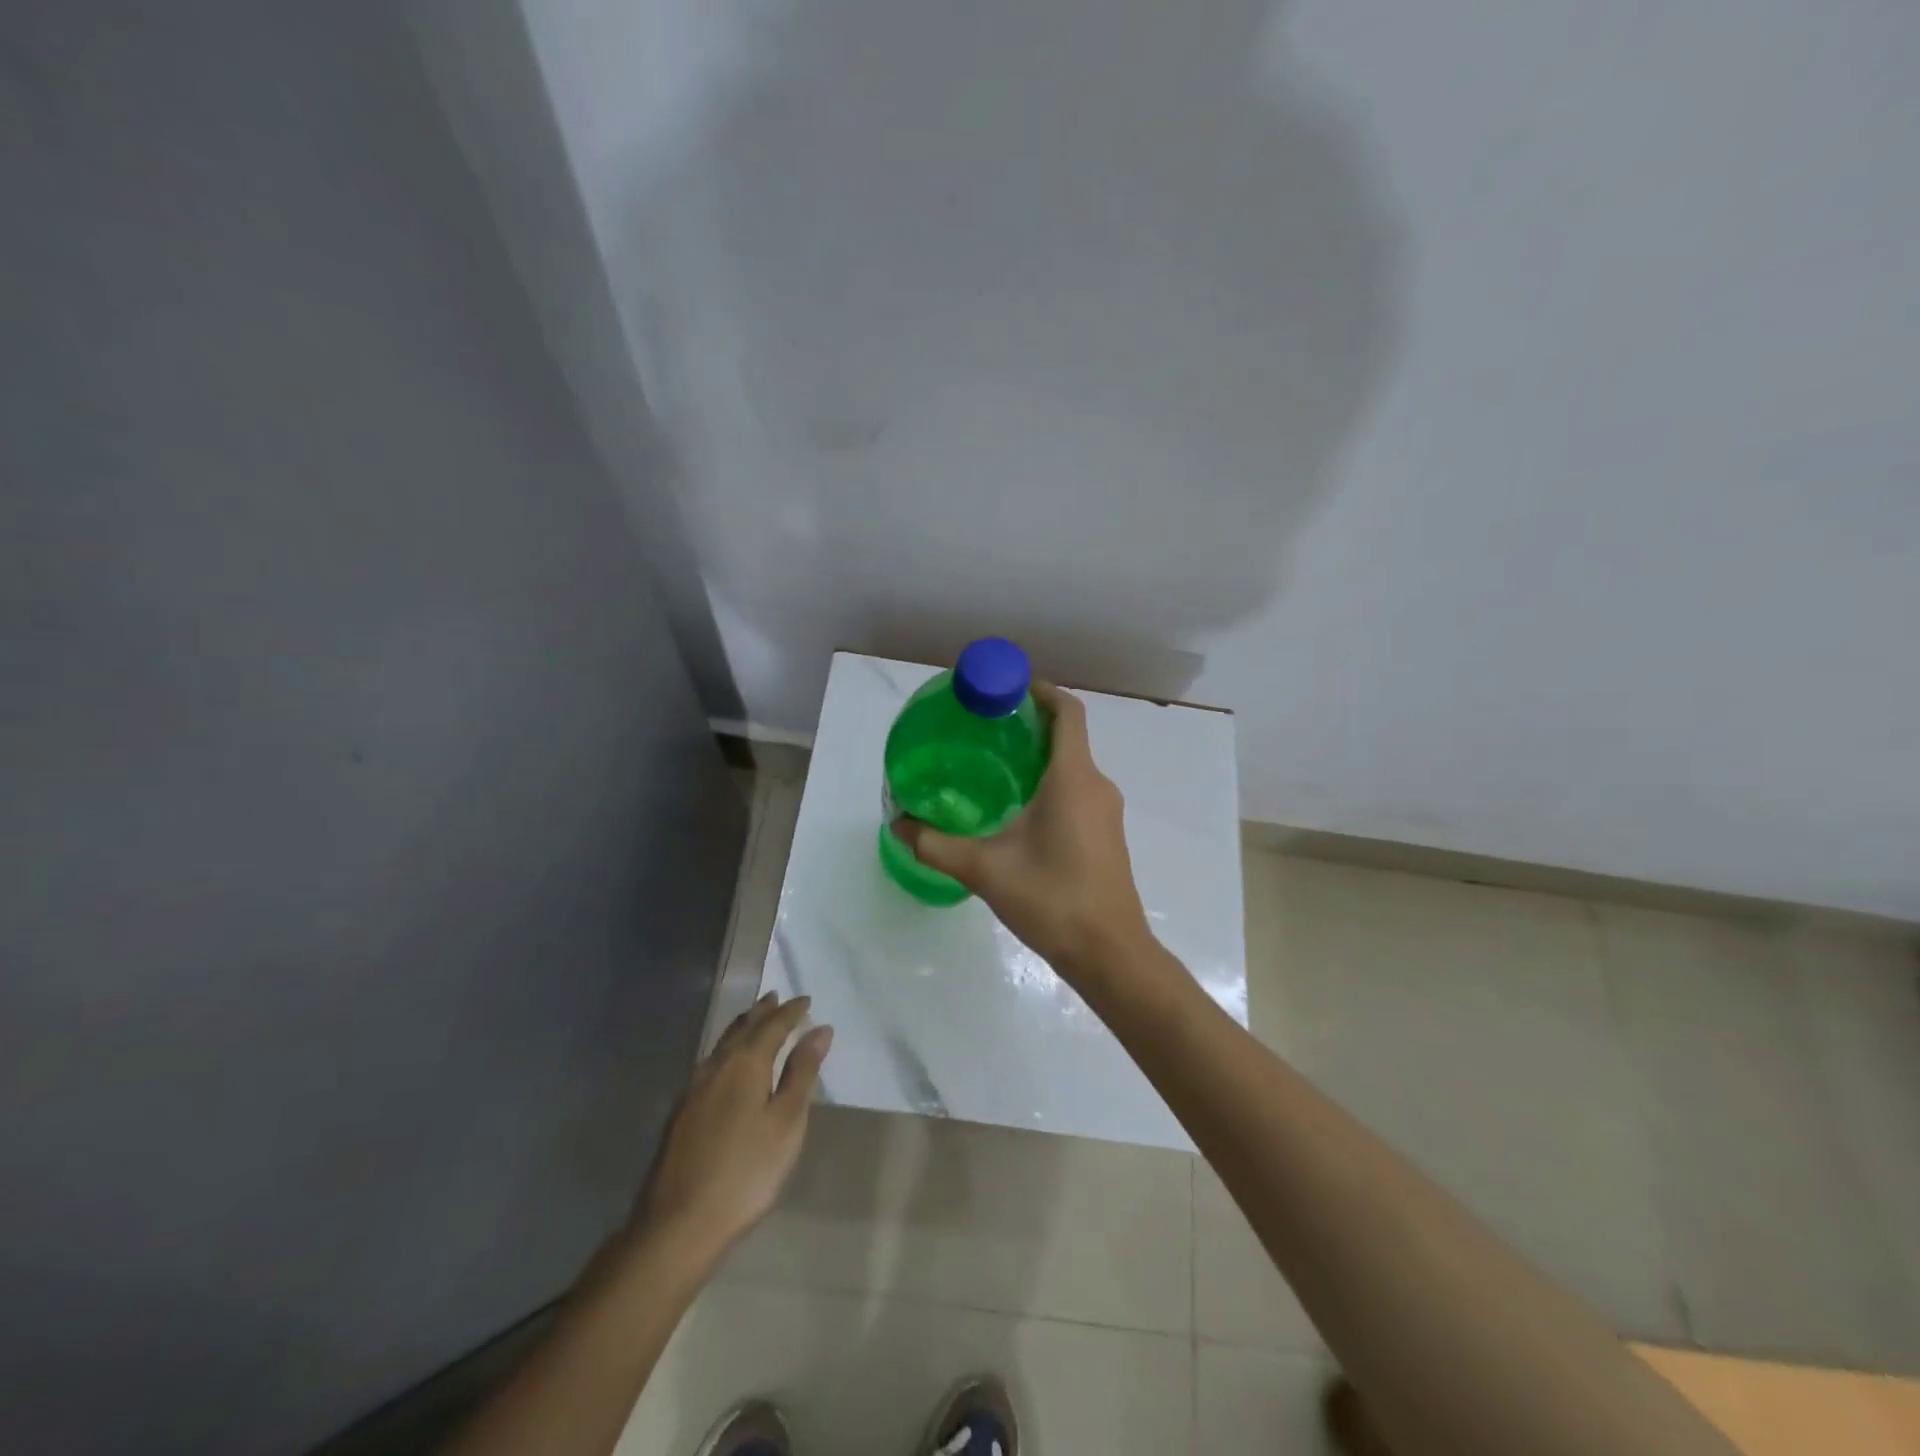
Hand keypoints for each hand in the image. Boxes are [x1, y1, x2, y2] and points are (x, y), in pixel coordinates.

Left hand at [639, 993, 831, 1265]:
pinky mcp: (680, 1113)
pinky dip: (727, 1050)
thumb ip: (802, 1073)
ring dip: (742, 1027)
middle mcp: (715, 1066)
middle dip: (761, 1011)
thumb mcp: (786, 1122)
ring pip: (722, 1045)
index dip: (790, 1011)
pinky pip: (710, 1063)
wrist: (677, 1225)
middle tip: (776, 997)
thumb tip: (820, 1030)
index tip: (806, 999)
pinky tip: (727, 1063)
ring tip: (754, 1019)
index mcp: (744, 1063)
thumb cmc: (746, 1172)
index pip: (772, 1025)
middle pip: (742, 1028)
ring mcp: (692, 1090)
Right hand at [893, 681, 1153, 978]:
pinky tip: (1017, 812)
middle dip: (1028, 726)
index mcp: (1073, 777)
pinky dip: (1050, 785)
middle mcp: (1096, 785)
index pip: (1067, 711)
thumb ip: (936, 844)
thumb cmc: (1052, 899)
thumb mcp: (985, 869)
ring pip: (1073, 767)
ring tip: (992, 769)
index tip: (1006, 689)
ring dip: (1038, 758)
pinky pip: (1078, 792)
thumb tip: (898, 824)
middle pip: (1067, 736)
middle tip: (983, 731)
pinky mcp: (1106, 835)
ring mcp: (1106, 812)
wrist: (1110, 954)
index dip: (1041, 691)